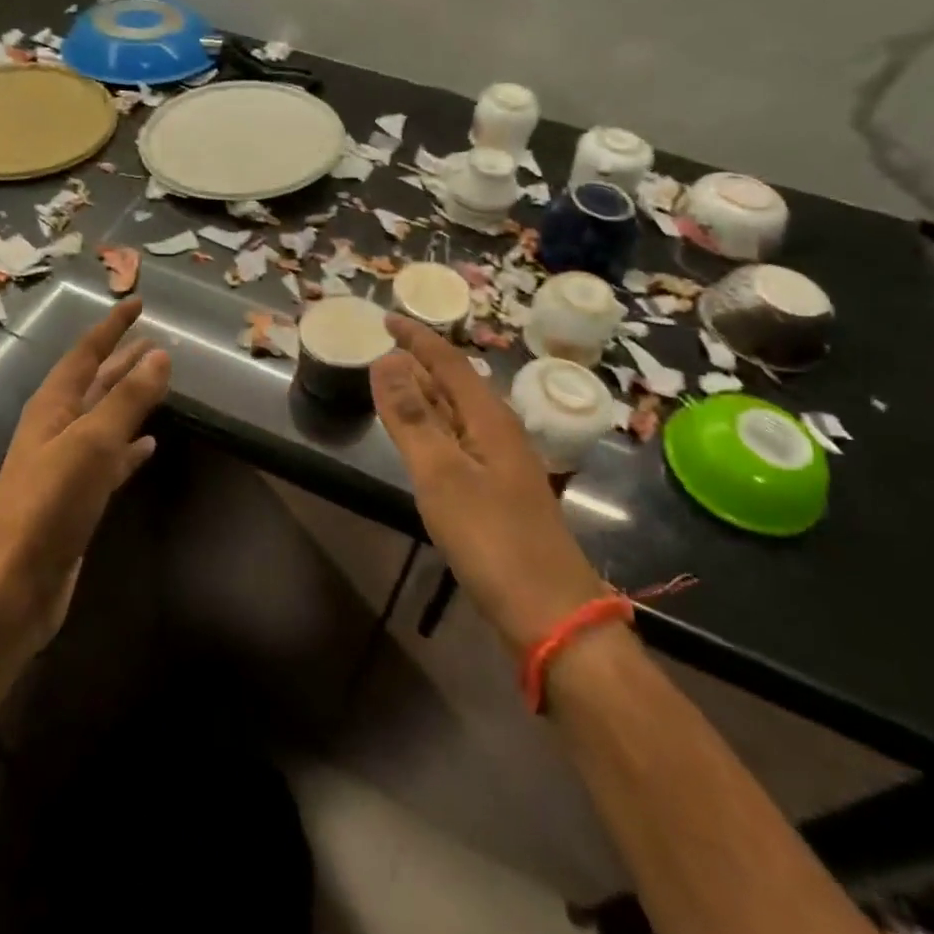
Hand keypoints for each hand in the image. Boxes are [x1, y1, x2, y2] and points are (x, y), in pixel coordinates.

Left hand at [0, 298, 170, 649]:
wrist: (12, 585)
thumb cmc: (49, 504)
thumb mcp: (92, 443)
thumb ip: (127, 399)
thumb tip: (160, 354)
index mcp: (52, 406)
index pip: (86, 352)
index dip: (112, 326)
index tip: (138, 302)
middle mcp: (55, 428)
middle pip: (94, 382)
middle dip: (122, 360)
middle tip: (155, 340)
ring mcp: (64, 465)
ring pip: (103, 418)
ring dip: (128, 399)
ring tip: (158, 382)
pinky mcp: (76, 498)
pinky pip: (109, 460)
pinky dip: (129, 448)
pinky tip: (149, 446)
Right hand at [370, 315, 608, 652]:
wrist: (551, 616)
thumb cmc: (492, 540)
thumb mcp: (442, 474)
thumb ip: (412, 417)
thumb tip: (387, 359)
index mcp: (490, 419)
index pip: (450, 362)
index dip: (418, 338)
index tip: (387, 318)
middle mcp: (499, 433)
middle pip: (456, 384)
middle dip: (420, 362)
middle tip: (382, 348)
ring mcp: (501, 465)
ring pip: (457, 414)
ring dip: (426, 395)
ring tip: (393, 384)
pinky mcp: (496, 494)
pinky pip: (458, 443)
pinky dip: (433, 429)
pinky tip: (421, 442)